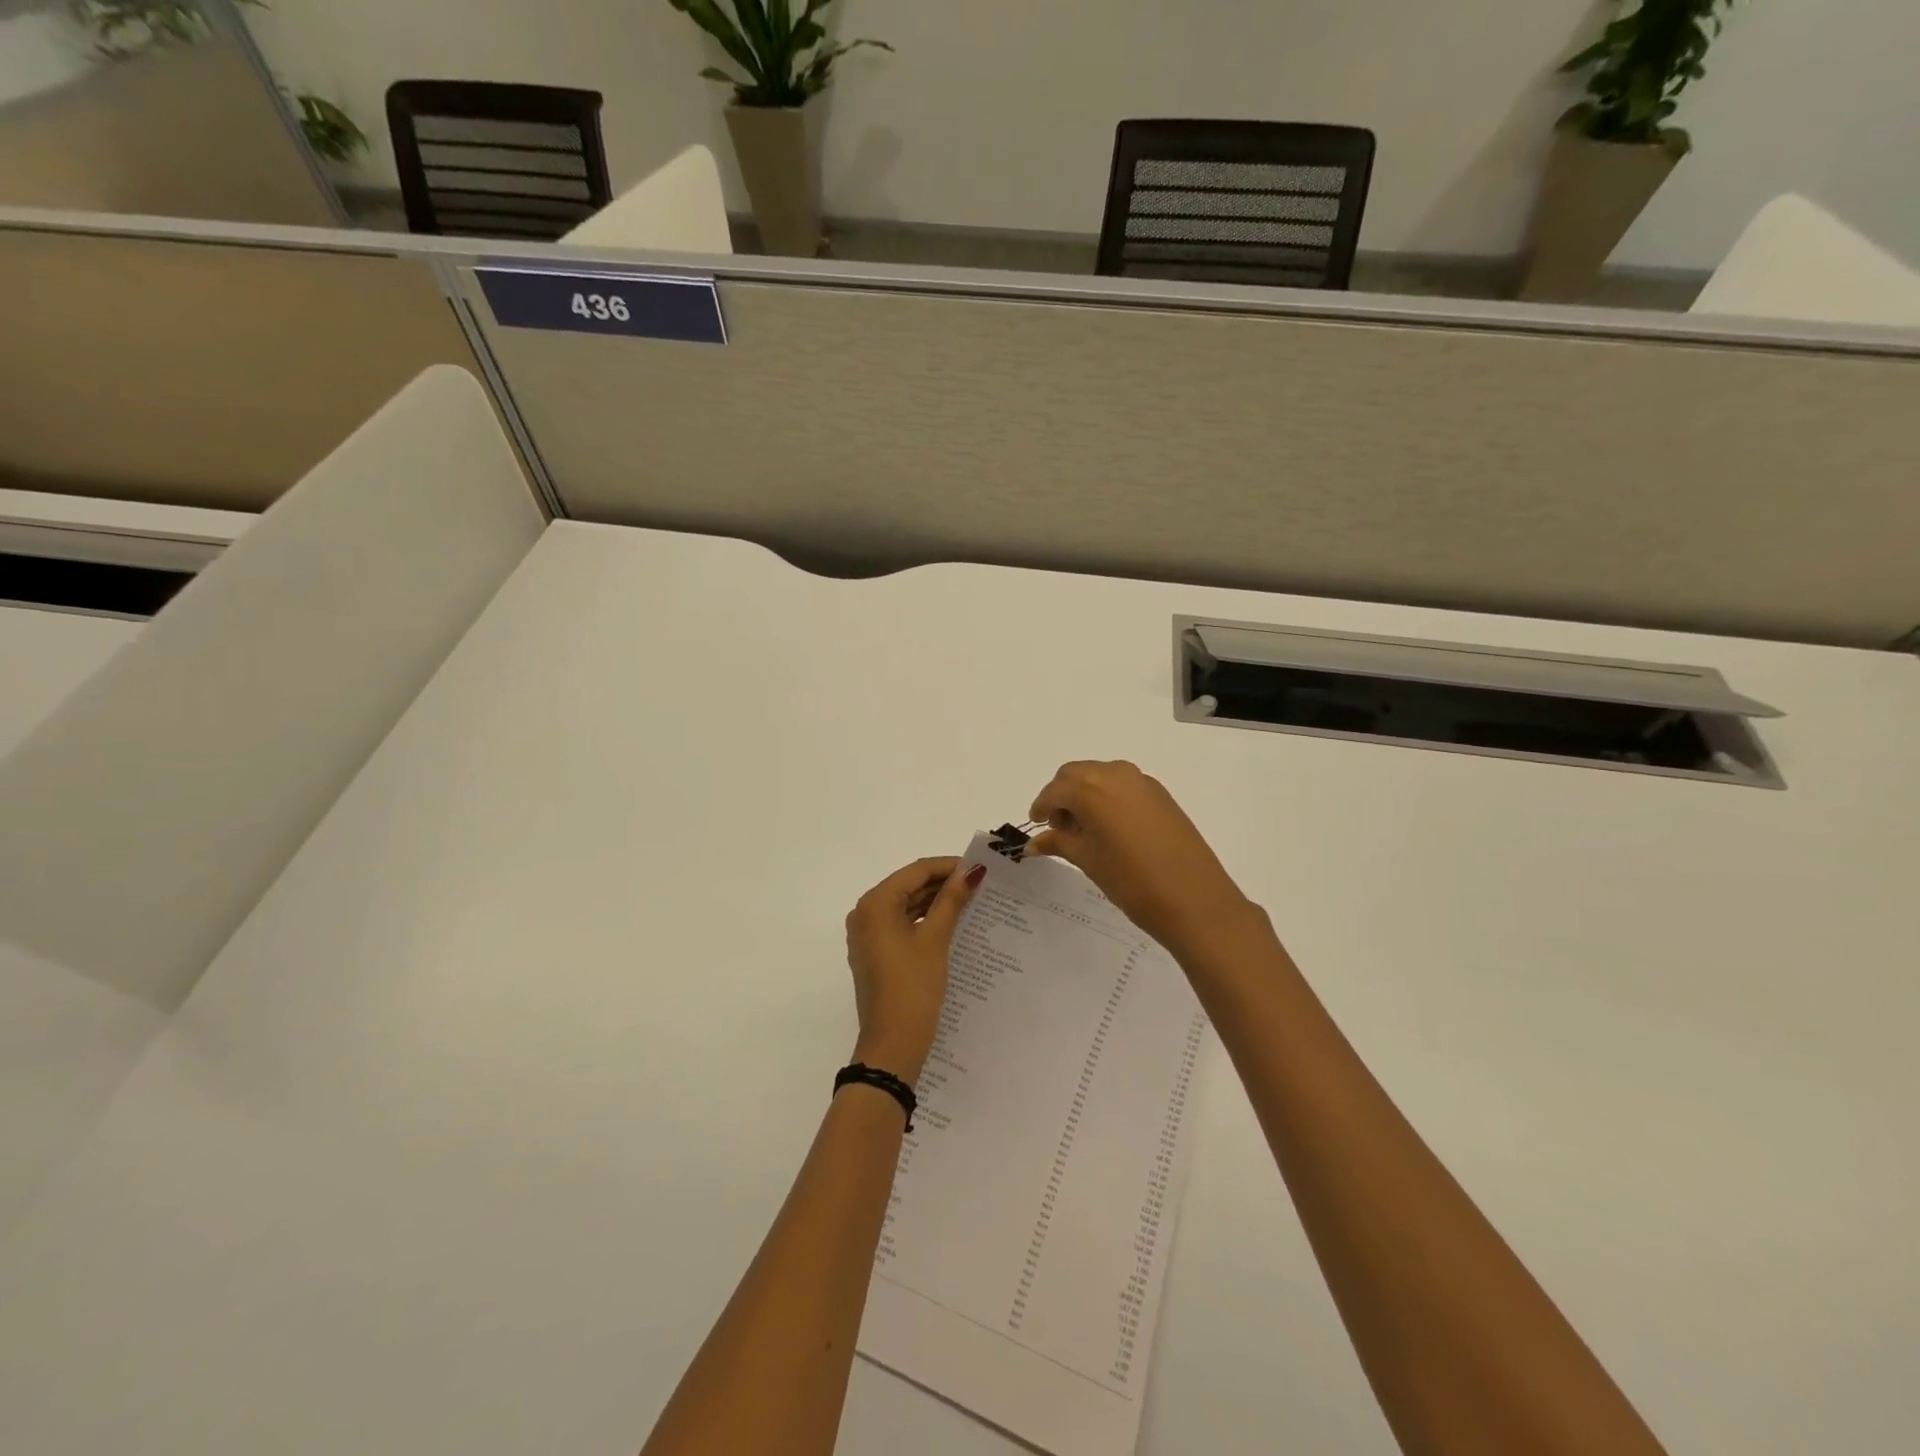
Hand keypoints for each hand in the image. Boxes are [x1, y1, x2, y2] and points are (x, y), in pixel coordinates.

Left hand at [844, 857, 985, 1083]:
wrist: (892, 1046)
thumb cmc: (913, 987)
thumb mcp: (935, 940)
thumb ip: (952, 900)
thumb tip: (972, 871)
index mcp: (875, 904)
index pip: (916, 871)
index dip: (948, 866)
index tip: (979, 868)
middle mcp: (865, 913)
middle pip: (909, 886)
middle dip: (943, 883)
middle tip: (980, 884)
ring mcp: (868, 935)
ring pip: (906, 905)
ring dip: (935, 902)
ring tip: (971, 900)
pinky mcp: (875, 952)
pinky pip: (901, 924)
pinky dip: (924, 920)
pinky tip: (952, 922)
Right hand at [1028, 761, 1261, 960]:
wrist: (1194, 899)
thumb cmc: (1132, 881)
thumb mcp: (1088, 861)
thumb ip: (1058, 843)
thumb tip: (1033, 843)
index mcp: (1092, 789)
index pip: (1055, 790)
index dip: (1041, 807)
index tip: (1037, 827)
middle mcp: (1116, 775)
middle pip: (1076, 774)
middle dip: (1062, 796)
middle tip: (1060, 829)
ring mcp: (1142, 782)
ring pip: (1100, 776)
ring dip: (1085, 794)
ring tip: (1085, 831)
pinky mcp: (1161, 794)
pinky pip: (1123, 785)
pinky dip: (1108, 798)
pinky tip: (1110, 828)